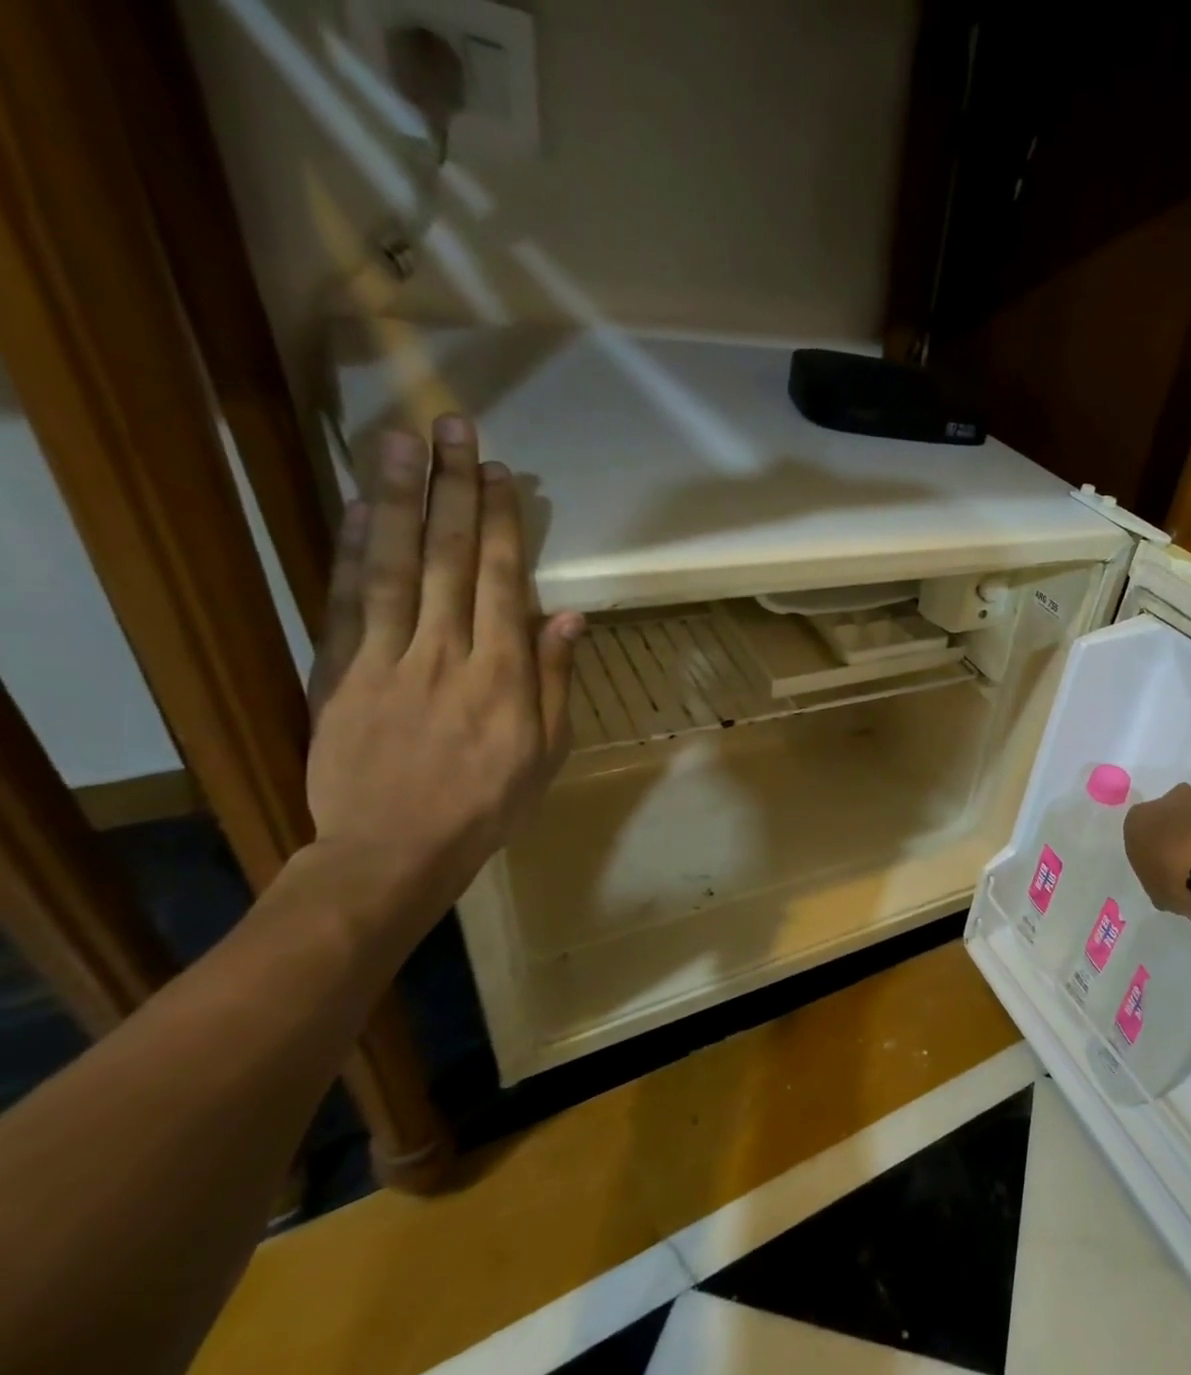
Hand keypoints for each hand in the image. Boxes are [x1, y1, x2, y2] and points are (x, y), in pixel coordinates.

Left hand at [305, 414, 583, 916]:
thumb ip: (556, 680)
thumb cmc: (489, 803)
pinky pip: (346, 602)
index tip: (501, 473)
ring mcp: (386, 658)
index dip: (500, 523)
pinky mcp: (339, 671)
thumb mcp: (547, 750)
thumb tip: (569, 618)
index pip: (501, 580)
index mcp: (503, 675)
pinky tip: (355, 508)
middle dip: (453, 489)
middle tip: (454, 429)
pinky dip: (350, 550)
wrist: (394, 849)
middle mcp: (446, 652)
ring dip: (397, 500)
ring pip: (393, 565)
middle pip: (448, 558)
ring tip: (401, 443)